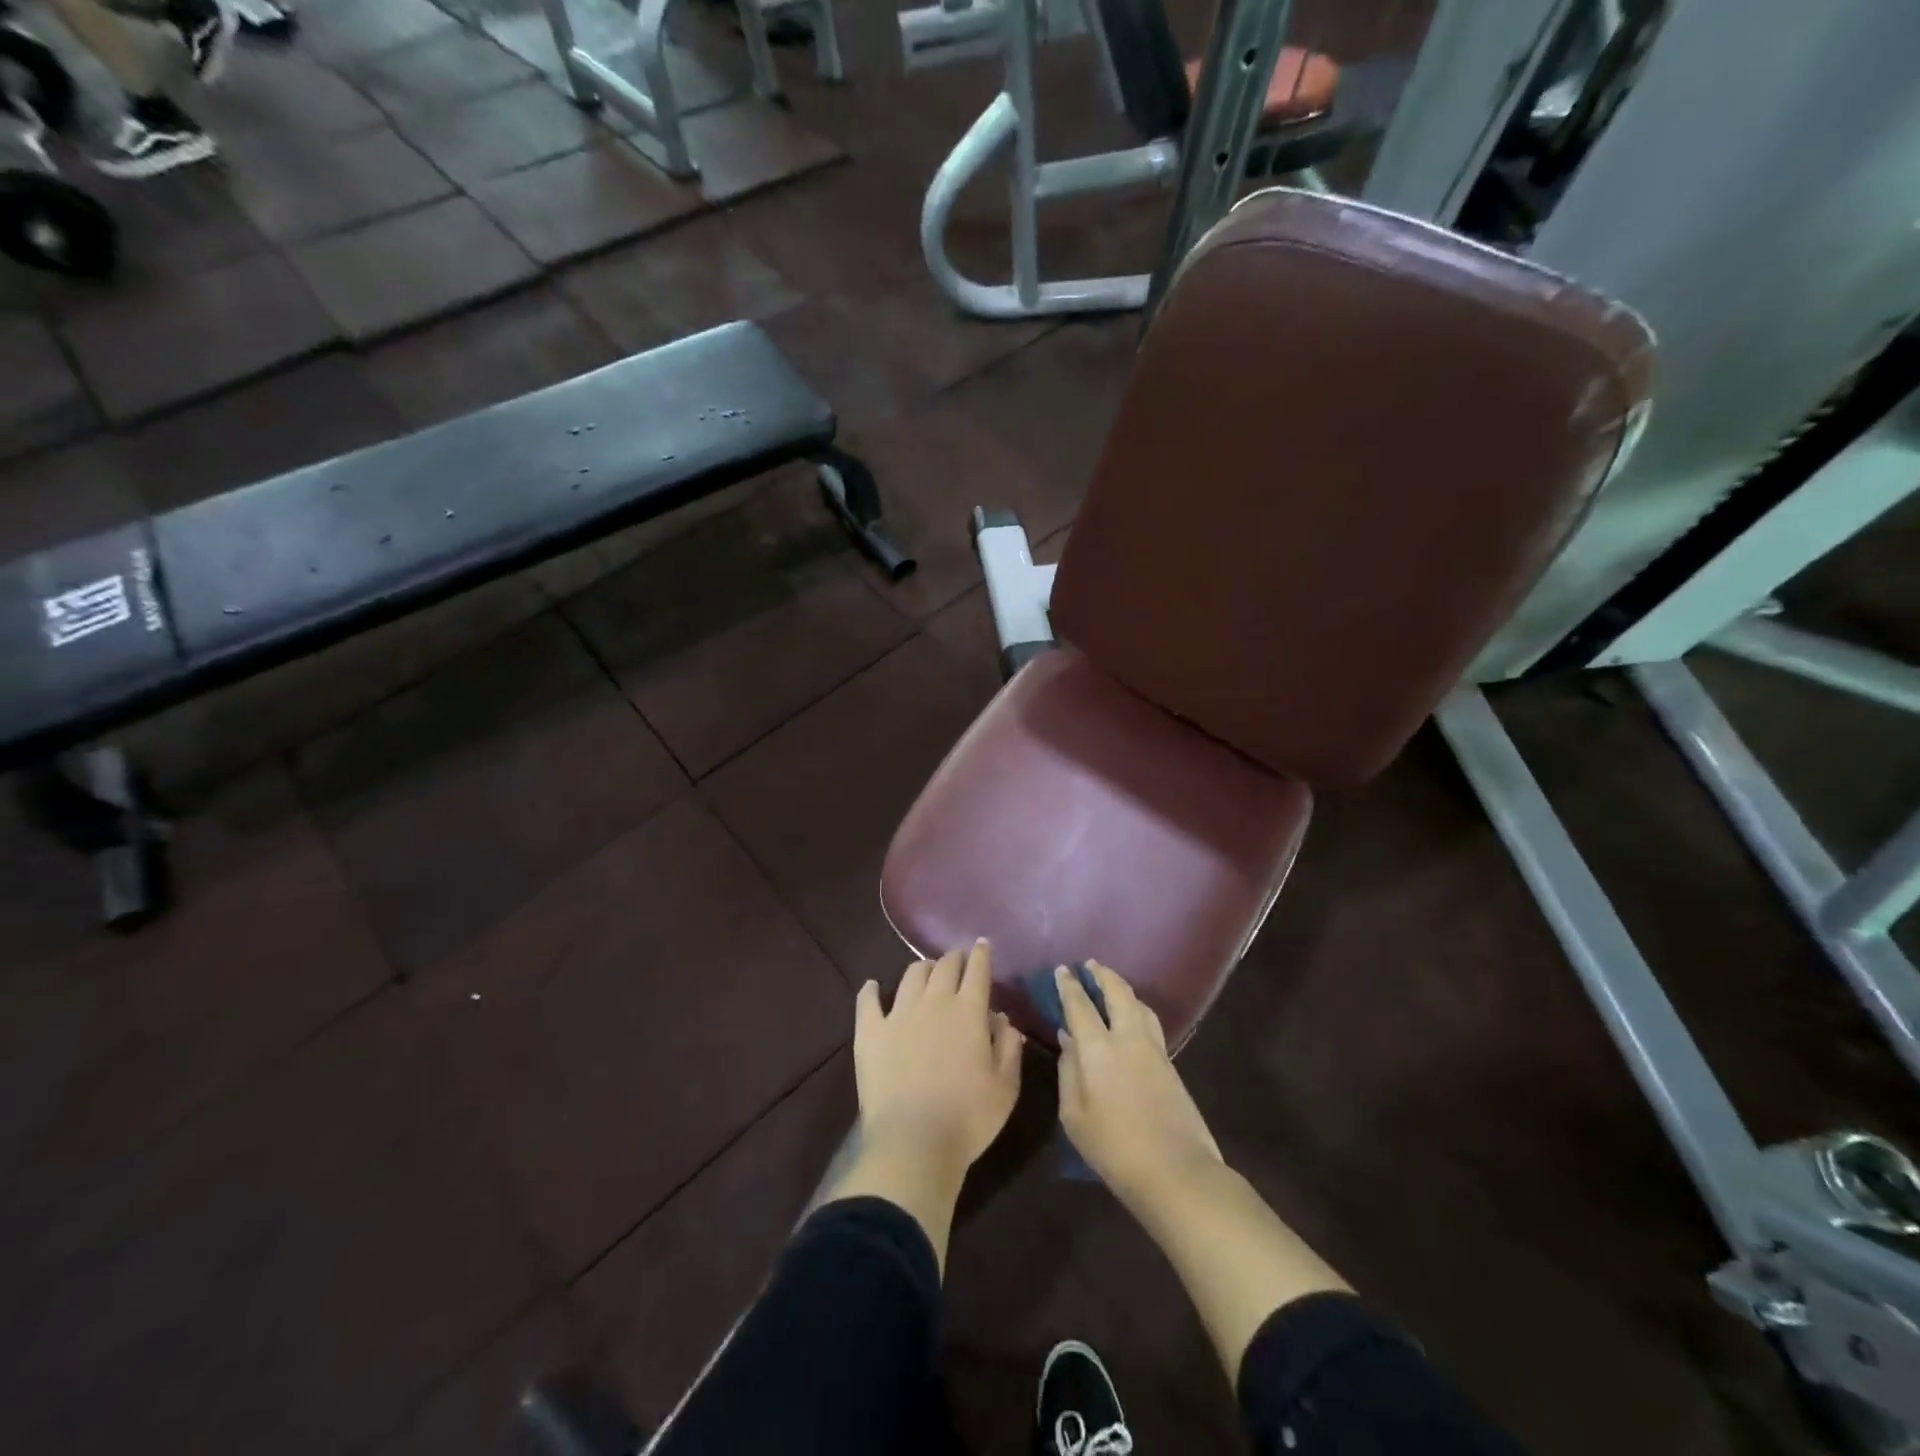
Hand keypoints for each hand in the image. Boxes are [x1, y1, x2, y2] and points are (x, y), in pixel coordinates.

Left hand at [854, 941, 1024, 1181]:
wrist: (914, 1142)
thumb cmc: (968, 1118)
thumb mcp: (1005, 1087)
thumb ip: (1008, 1047)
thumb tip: (1003, 1019)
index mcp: (969, 1011)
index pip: (977, 970)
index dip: (981, 954)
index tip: (982, 945)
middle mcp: (934, 1002)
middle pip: (945, 966)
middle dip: (954, 958)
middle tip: (958, 960)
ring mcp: (898, 1014)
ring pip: (911, 975)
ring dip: (923, 968)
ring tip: (927, 972)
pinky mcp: (870, 1032)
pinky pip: (867, 1001)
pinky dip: (870, 990)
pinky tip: (872, 986)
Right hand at [1055, 961, 1222, 1208]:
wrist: (1176, 1172)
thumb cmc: (1114, 1149)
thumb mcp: (1075, 1116)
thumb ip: (1068, 1073)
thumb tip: (1068, 1041)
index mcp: (1098, 1049)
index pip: (1080, 1005)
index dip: (1069, 985)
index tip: (1062, 970)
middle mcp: (1128, 1038)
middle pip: (1118, 993)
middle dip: (1102, 975)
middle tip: (1090, 965)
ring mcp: (1154, 1049)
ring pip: (1139, 1004)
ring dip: (1123, 989)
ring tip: (1112, 986)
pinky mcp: (1171, 1064)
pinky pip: (1151, 1023)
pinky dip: (1137, 1010)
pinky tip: (1132, 1018)